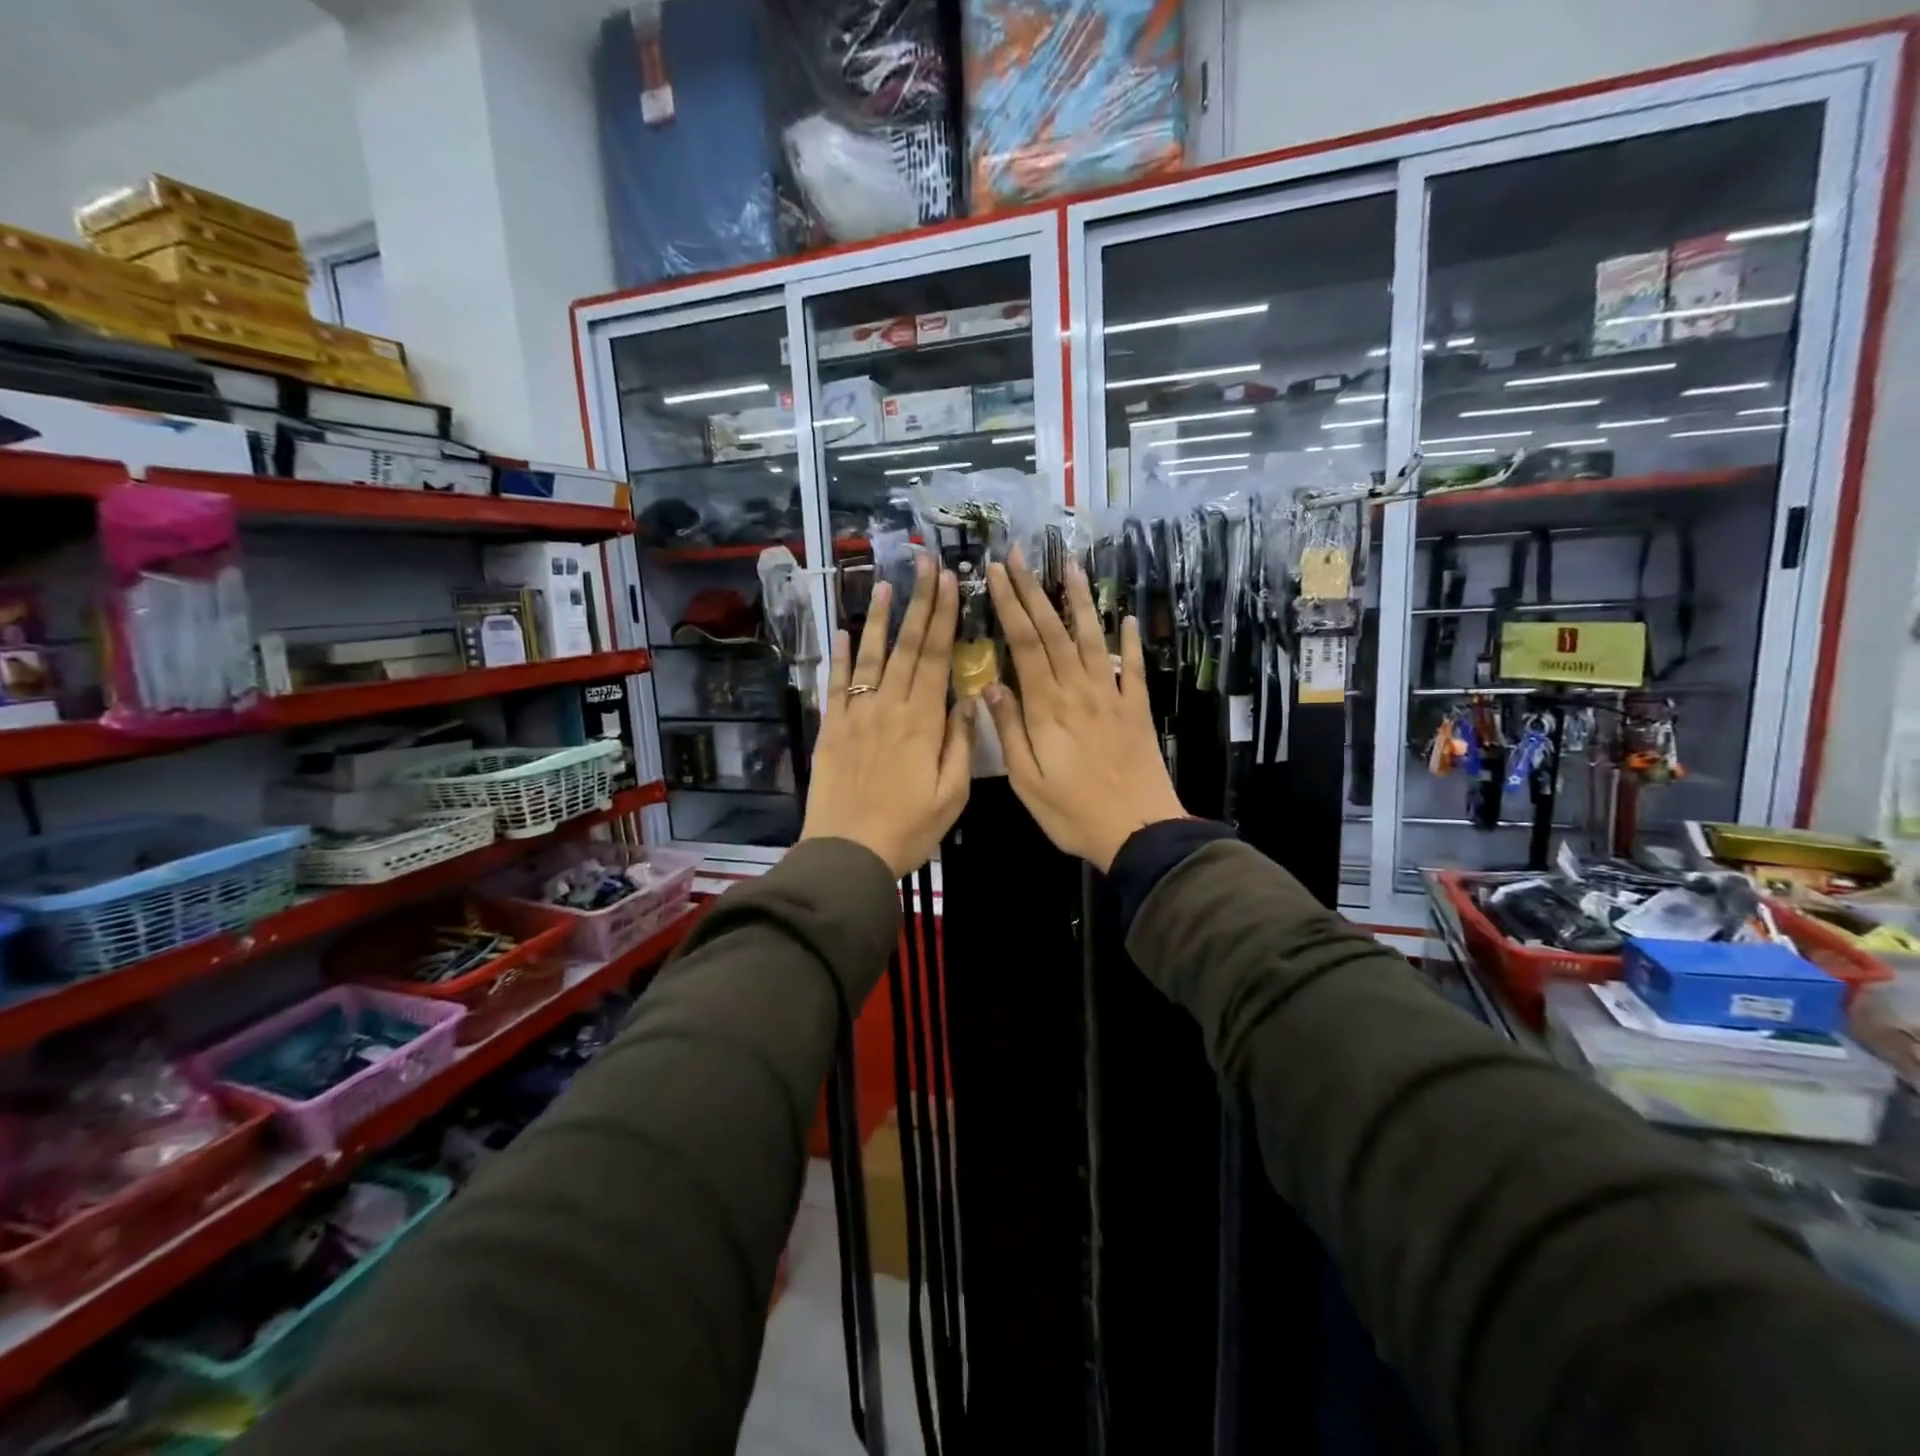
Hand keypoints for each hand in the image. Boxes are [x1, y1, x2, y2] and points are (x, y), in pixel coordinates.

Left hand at [801, 551, 974, 876]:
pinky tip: (844, 631)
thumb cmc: (908, 829)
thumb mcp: (951, 795)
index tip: (949, 582)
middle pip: (907, 647)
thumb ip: (961, 744)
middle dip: (919, 603)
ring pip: (871, 657)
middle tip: (925, 564)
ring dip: (881, 619)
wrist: (847, 853)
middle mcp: (889, 708)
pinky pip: (836, 685)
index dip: (944, 617)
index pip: (936, 658)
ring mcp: (856, 716)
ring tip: (887, 584)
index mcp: (923, 722)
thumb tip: (971, 699)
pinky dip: (840, 656)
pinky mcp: (831, 729)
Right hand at [982, 548, 1186, 870]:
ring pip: (1091, 639)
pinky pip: (1131, 667)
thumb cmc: (1073, 812)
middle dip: (1033, 590)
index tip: (997, 573)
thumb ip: (1009, 732)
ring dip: (1079, 601)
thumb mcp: (1027, 781)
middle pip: (1053, 631)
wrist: (1138, 831)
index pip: (1025, 644)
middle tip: (1020, 554)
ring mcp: (1111, 696)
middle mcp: (1079, 690)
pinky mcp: (1136, 709)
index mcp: (1047, 707)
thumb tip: (990, 688)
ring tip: (1069, 566)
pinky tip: (1125, 619)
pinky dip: (1128, 641)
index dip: (1010, 605)